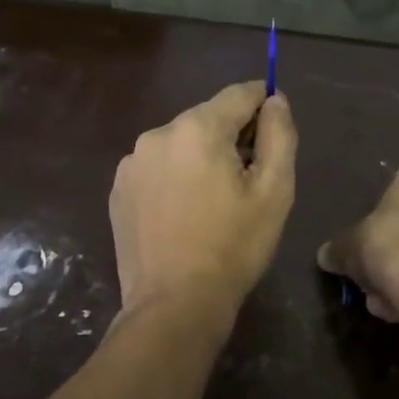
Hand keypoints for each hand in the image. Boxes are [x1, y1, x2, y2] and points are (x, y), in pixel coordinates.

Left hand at [110, 82, 296, 317]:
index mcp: (198, 129)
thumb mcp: (274, 191)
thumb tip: (275, 100)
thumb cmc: (233, 247)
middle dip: (231, 137)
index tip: (275, 122)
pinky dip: (174, 178)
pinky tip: (183, 214)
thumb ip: (279, 135)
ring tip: (214, 201)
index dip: (263, 100)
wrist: (174, 304)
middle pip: (207, 119)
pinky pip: (156, 169)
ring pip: (180, 144)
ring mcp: (131, 163)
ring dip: (200, 158)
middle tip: (249, 177)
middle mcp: (157, 134)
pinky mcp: (118, 190)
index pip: (239, 94)